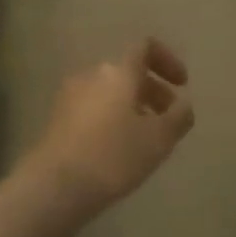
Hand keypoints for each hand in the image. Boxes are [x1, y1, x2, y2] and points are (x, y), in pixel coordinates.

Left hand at [35, 39, 193, 210]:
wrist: (52, 189)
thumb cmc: (113, 156)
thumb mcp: (159, 139)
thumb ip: (179, 117)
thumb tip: (183, 106)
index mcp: (119, 71)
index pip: (146, 47)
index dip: (168, 60)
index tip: (182, 85)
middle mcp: (92, 75)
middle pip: (129, 73)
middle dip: (153, 91)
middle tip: (168, 119)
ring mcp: (70, 98)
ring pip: (110, 93)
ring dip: (132, 108)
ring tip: (145, 139)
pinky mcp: (56, 122)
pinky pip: (93, 110)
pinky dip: (111, 120)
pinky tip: (118, 151)